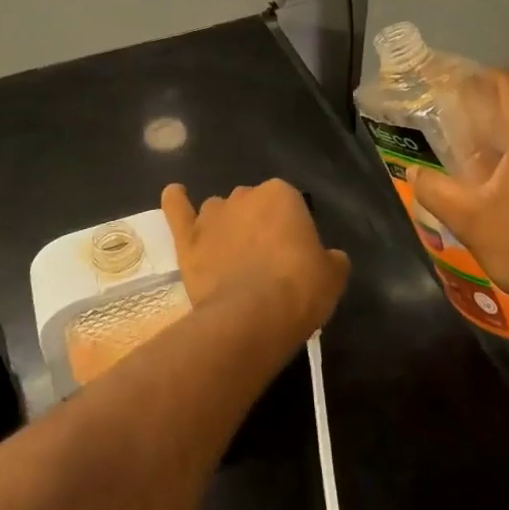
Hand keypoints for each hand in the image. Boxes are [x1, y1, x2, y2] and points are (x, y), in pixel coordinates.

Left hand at [163, 180, 348, 332]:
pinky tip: (175, 195)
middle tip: (266, 262)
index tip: (294, 256)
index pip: (289, 204)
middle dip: (258, 226)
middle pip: (253, 205)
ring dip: (226, 225)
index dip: (291, 230)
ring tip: (231, 256)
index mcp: (282, 194)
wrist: (253, 315)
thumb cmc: (300, 289)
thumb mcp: (333, 274)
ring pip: (219, 211)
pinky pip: (177, 209)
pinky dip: (176, 201)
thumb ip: (330, 258)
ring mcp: (212, 215)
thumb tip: (329, 258)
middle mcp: (245, 195)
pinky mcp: (188, 238)